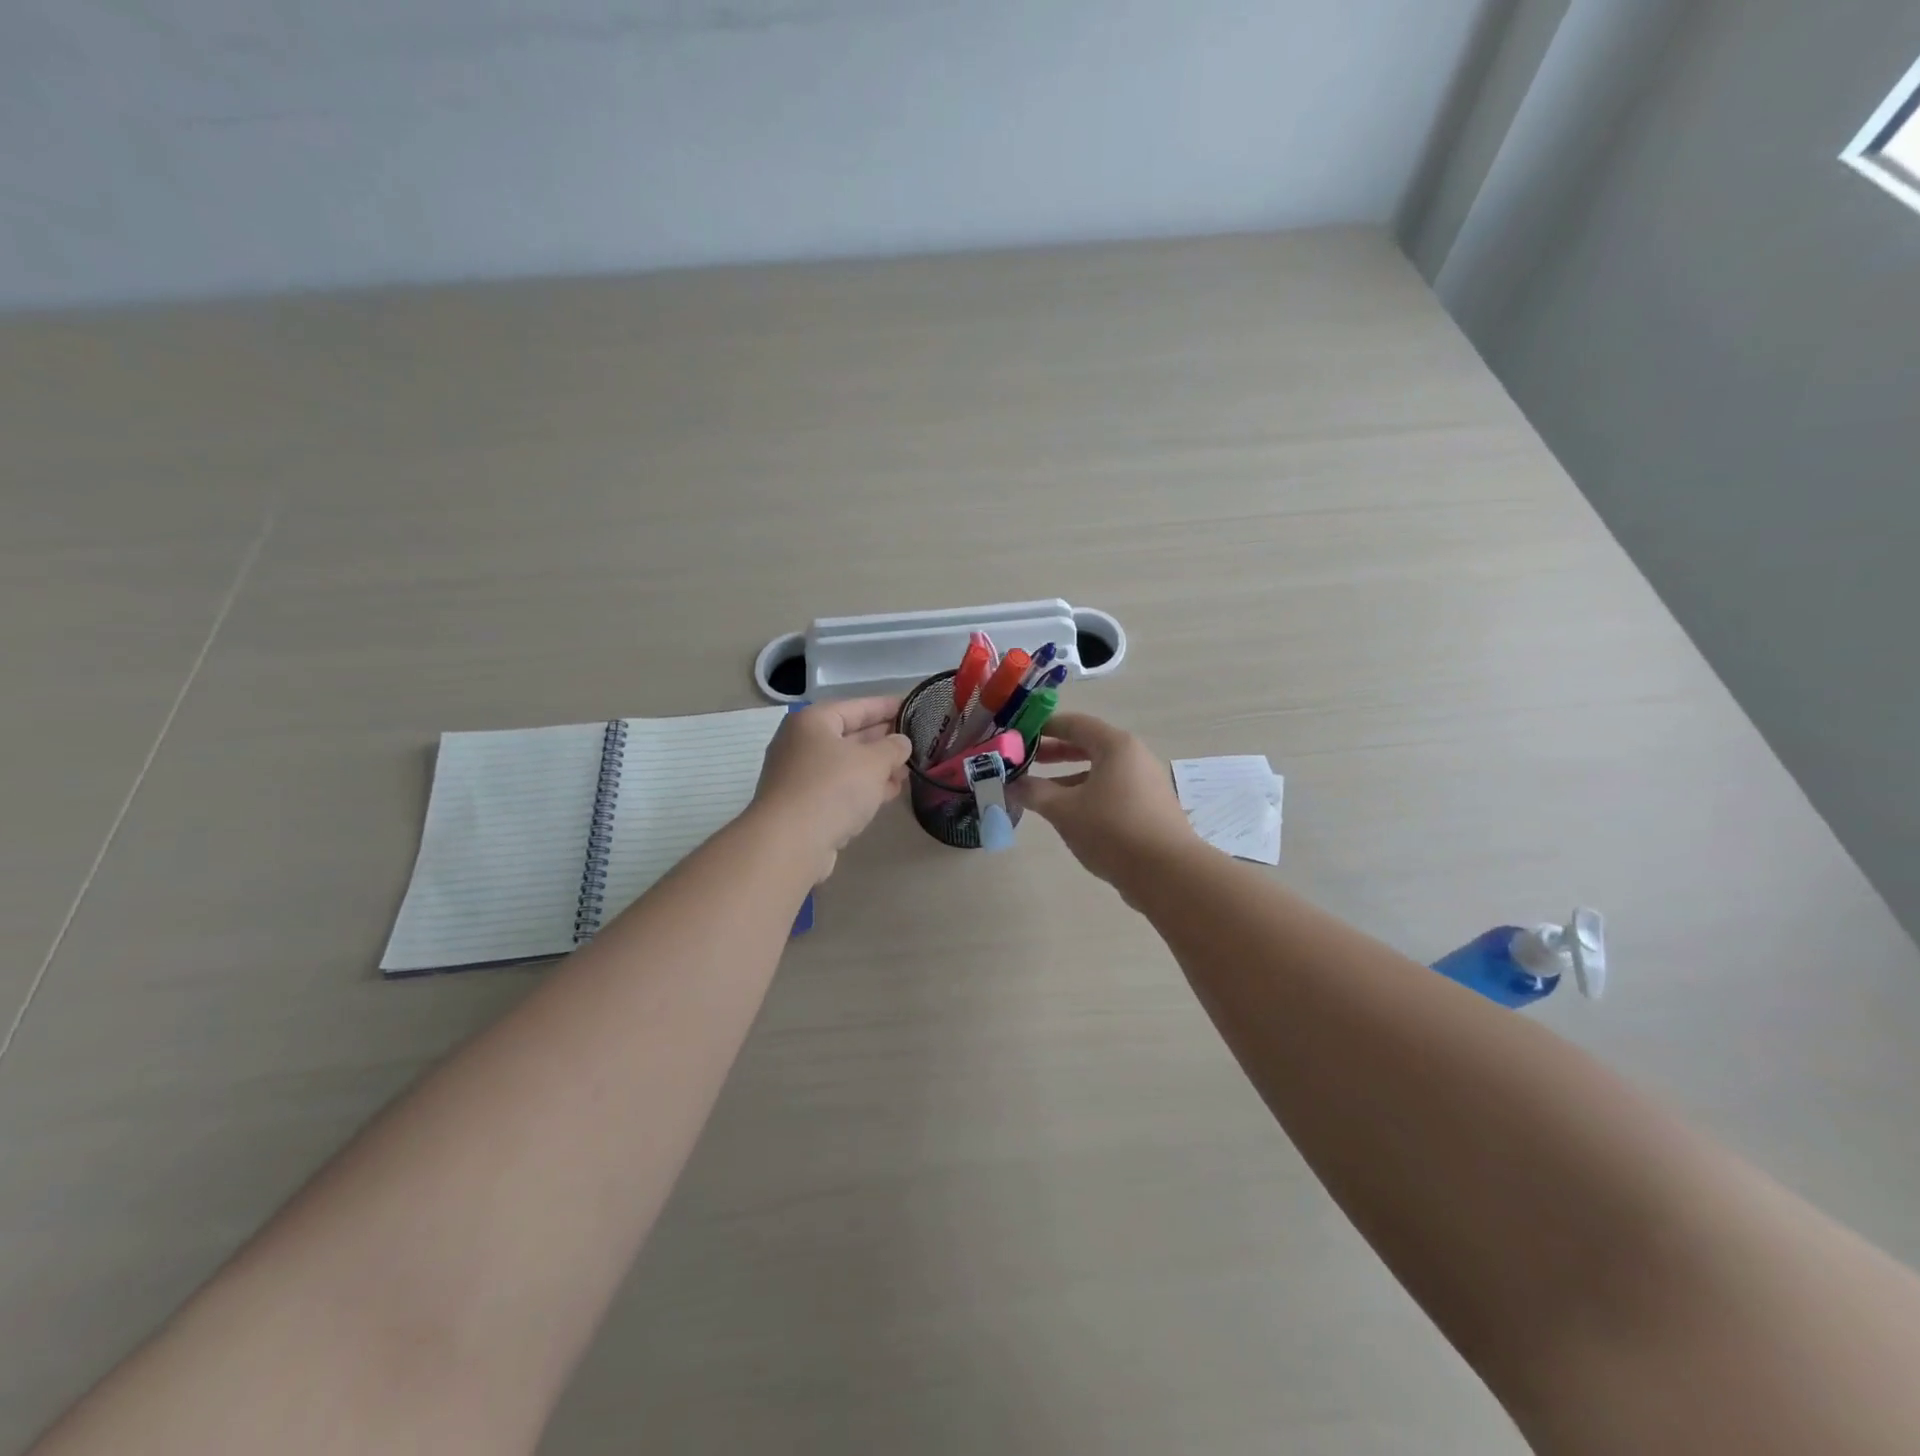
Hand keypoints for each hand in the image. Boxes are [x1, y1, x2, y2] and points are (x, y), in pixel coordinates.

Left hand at [752, 698, 911, 881]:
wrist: (789, 843)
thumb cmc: (832, 789)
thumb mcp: (873, 762)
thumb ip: (893, 748)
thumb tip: (901, 743)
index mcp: (813, 722)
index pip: (857, 706)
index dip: (887, 706)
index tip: (913, 707)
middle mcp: (801, 744)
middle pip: (850, 735)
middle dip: (883, 740)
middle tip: (915, 741)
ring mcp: (800, 776)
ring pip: (846, 765)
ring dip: (877, 768)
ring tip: (907, 771)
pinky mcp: (804, 805)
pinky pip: (840, 788)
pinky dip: (863, 788)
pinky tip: (888, 793)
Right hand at [1013, 713, 1197, 895]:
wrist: (1167, 873)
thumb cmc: (1112, 830)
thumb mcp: (1064, 810)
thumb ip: (1035, 792)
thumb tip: (1012, 784)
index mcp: (1116, 746)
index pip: (1075, 723)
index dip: (1044, 727)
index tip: (1019, 736)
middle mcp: (1135, 756)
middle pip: (1089, 745)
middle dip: (1056, 752)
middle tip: (1027, 761)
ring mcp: (1147, 782)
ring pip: (1101, 770)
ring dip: (1070, 777)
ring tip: (1042, 792)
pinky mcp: (1151, 807)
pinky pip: (1113, 789)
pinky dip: (1089, 793)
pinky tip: (1072, 814)